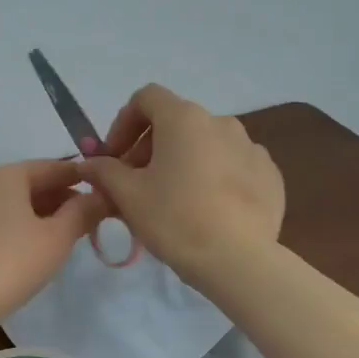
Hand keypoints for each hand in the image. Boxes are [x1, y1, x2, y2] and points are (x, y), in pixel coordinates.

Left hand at [0, 159, 107, 324]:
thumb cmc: (13, 262)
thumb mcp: (58, 237)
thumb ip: (83, 212)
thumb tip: (101, 196)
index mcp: (5, 174)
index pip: (52, 167)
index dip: (81, 178)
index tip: (103, 190)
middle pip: (29, 183)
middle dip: (60, 197)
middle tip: (89, 216)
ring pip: (12, 203)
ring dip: (40, 213)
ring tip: (65, 233)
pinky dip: (18, 225)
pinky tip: (32, 245)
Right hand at [78, 84, 283, 285]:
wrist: (238, 259)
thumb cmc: (174, 219)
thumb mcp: (128, 196)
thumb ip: (104, 171)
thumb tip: (89, 162)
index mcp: (183, 119)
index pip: (146, 98)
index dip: (122, 124)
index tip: (114, 158)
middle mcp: (221, 122)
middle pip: (176, 123)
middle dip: (150, 148)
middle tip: (136, 185)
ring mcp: (251, 147)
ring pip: (206, 145)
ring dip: (183, 162)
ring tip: (173, 200)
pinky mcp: (269, 175)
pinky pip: (233, 166)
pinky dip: (214, 178)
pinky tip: (207, 210)